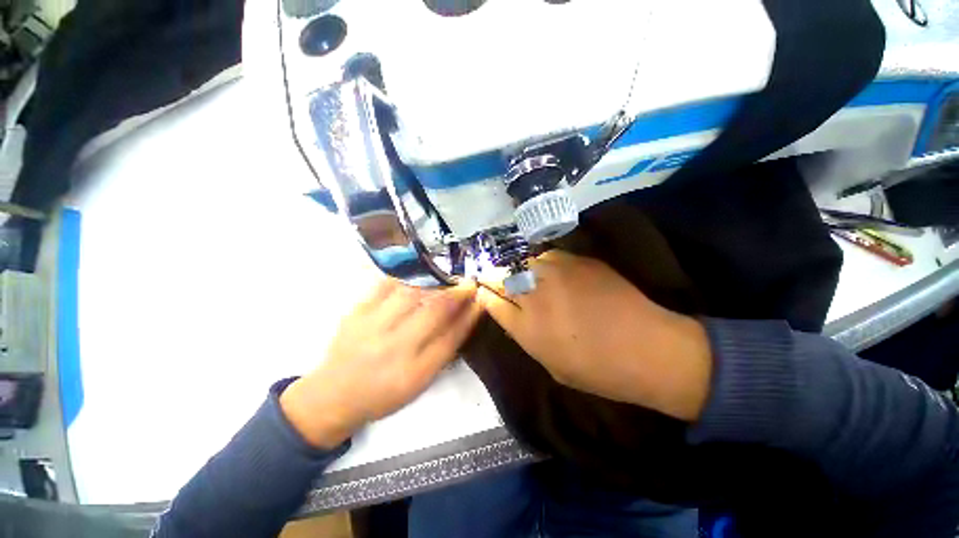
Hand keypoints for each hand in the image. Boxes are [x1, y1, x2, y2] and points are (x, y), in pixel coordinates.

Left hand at [281, 279, 481, 447]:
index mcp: (414, 372)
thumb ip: (444, 350)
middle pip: (434, 312)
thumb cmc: (383, 393)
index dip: (470, 315)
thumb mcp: (420, 382)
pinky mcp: (356, 312)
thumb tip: (465, 319)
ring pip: (412, 294)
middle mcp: (395, 348)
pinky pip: (384, 285)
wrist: (333, 395)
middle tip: (467, 284)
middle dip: (456, 294)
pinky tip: (416, 275)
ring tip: (445, 279)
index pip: (451, 337)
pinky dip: (405, 277)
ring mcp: (373, 327)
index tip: (480, 300)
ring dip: (435, 283)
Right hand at [476, 250, 711, 421]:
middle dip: (494, 277)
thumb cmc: (599, 370)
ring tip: (526, 275)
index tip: (481, 289)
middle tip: (495, 277)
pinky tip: (551, 270)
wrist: (649, 349)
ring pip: (524, 263)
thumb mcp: (552, 366)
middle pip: (503, 278)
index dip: (484, 294)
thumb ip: (528, 338)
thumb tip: (516, 316)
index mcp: (527, 329)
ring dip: (520, 269)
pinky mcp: (579, 262)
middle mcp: (536, 297)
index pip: (492, 302)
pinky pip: (549, 256)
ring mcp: (557, 275)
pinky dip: (544, 262)